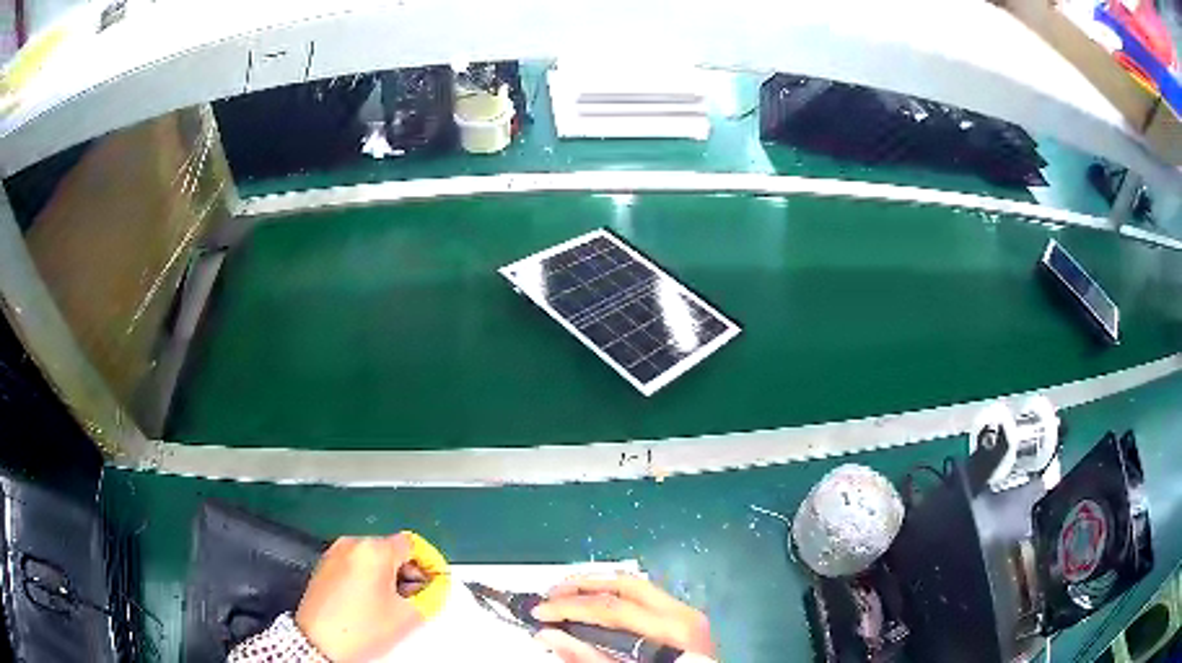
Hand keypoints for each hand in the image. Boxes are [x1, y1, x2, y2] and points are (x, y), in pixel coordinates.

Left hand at [295, 533, 449, 661]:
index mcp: (374, 550)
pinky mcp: (323, 566)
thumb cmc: (361, 629)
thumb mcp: (407, 617)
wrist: (317, 642)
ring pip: (372, 557)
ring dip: (388, 575)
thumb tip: (436, 587)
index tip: (436, 582)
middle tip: (416, 598)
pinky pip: (354, 564)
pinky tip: (370, 603)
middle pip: (391, 549)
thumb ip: (430, 596)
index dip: (429, 563)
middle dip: (408, 572)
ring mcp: (334, 553)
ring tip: (393, 604)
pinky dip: (367, 578)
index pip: (413, 544)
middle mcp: (352, 543)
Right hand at [531, 573, 715, 662]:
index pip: (611, 608)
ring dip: (597, 586)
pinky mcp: (684, 618)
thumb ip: (589, 658)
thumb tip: (549, 635)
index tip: (539, 612)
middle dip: (582, 585)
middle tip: (550, 594)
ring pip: (635, 585)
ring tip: (566, 595)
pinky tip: (595, 606)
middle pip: (625, 584)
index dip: (570, 607)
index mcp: (671, 629)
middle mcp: (682, 613)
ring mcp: (687, 613)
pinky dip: (615, 596)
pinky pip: (644, 597)